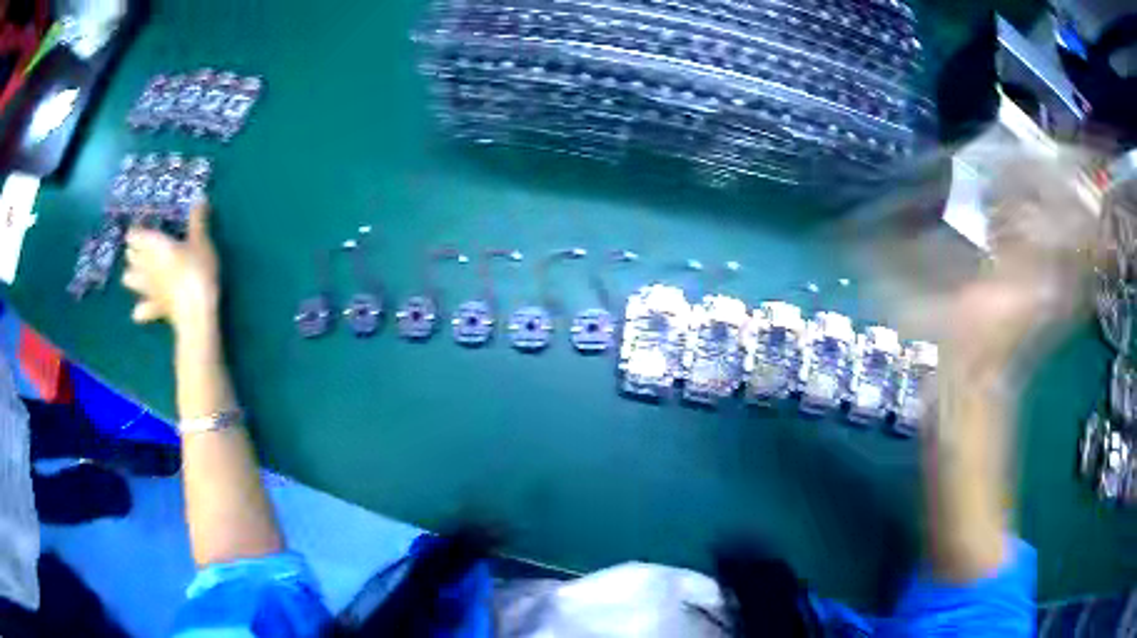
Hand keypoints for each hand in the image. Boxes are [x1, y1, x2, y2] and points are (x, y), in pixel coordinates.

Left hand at [122, 199, 219, 335]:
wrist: (196, 313)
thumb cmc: (197, 270)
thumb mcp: (202, 241)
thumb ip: (198, 221)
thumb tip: (199, 197)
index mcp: (154, 244)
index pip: (135, 234)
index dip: (137, 230)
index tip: (143, 225)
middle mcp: (146, 265)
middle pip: (130, 256)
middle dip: (133, 251)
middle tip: (140, 246)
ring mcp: (148, 289)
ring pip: (130, 280)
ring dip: (131, 275)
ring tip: (137, 273)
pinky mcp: (154, 309)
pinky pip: (140, 310)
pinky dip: (139, 309)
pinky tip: (140, 308)